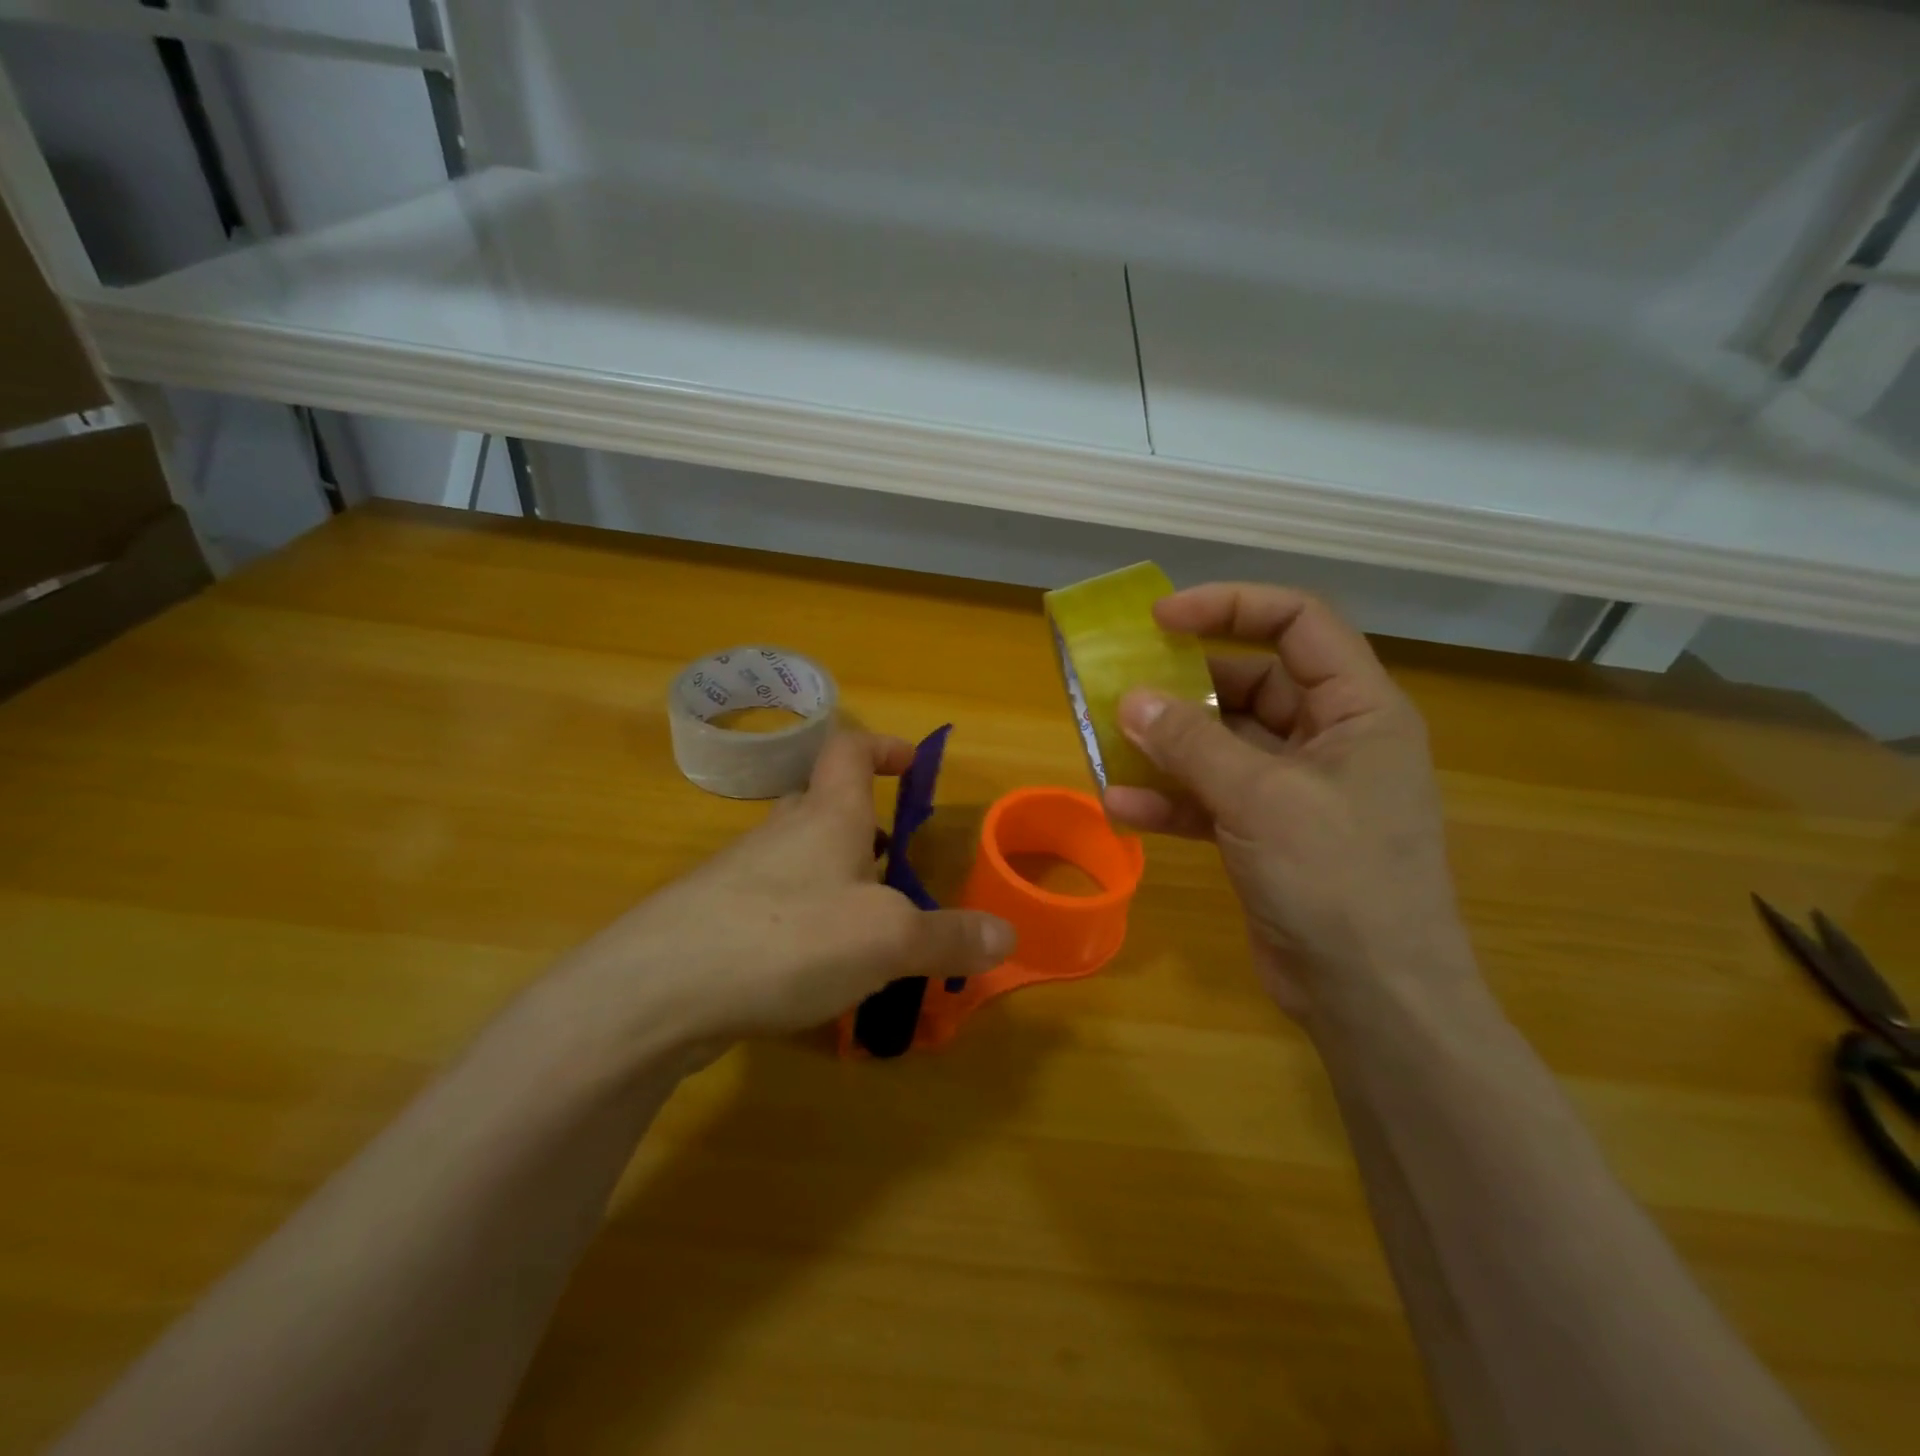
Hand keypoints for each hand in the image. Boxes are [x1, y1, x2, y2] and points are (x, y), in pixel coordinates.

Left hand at [557, 731, 1015, 1055]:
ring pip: (798, 861)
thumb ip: (949, 936)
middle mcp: (780, 833)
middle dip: (864, 826)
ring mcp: (739, 877)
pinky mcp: (715, 923)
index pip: (849, 750)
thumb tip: (1008, 937)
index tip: (914, 764)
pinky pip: (773, 908)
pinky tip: (817, 974)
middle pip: (823, 805)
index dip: (883, 747)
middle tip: (898, 866)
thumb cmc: (787, 938)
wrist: (656, 992)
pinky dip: (804, 925)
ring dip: (835, 881)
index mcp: (825, 815)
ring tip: (869, 929)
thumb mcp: (888, 939)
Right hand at [1101, 584, 1475, 1025]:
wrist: (1371, 998)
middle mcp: (1329, 739)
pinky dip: (1170, 799)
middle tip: (1122, 686)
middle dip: (1185, 687)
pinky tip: (1121, 808)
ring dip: (1167, 746)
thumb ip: (1192, 743)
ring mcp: (1296, 789)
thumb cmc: (1337, 879)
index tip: (1162, 620)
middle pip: (1251, 682)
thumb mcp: (1262, 798)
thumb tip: (1131, 699)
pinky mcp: (1266, 833)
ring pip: (1222, 743)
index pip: (1298, 623)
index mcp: (1358, 709)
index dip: (1230, 607)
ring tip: (1108, 742)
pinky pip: (1211, 797)